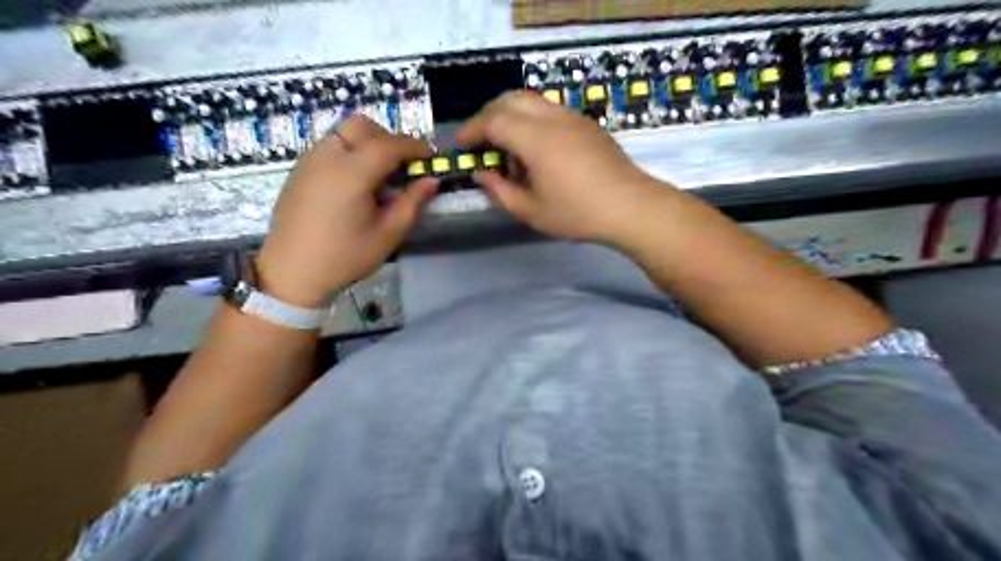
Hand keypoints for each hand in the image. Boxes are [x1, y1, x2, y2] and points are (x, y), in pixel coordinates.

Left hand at [256, 113, 435, 305]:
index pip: (389, 144)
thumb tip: (430, 180)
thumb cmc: (345, 257)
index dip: (414, 146)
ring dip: (368, 143)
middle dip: (388, 137)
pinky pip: (329, 145)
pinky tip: (355, 182)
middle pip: (362, 125)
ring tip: (379, 175)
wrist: (292, 272)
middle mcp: (328, 156)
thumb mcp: (388, 234)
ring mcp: (309, 160)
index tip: (430, 157)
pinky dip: (349, 151)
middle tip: (402, 164)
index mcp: (352, 173)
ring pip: (343, 132)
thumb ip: (412, 203)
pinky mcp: (299, 169)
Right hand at [457, 93, 670, 243]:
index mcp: (535, 138)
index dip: (471, 130)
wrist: (630, 207)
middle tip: (479, 139)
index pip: (493, 120)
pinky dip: (531, 120)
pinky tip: (534, 149)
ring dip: (510, 115)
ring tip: (506, 146)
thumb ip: (500, 191)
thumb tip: (481, 174)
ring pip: (531, 100)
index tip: (460, 144)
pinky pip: (549, 110)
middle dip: (487, 115)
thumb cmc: (577, 213)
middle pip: (510, 99)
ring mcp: (572, 117)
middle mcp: (552, 118)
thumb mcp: (530, 211)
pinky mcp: (586, 124)